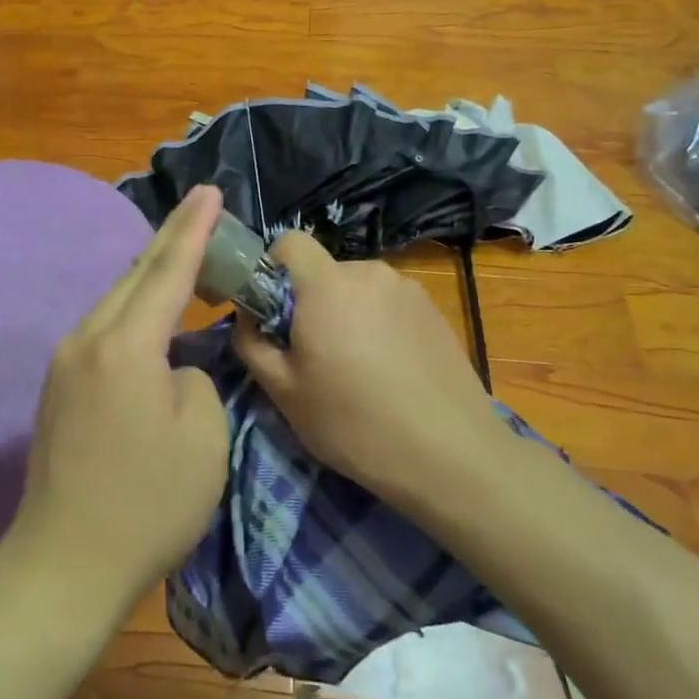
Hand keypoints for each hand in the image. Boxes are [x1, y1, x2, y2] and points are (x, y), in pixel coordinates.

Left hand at [8, 186, 229, 609]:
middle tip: (202, 211)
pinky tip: (151, 316)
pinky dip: (133, 311)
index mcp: (125, 345)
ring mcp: (66, 362)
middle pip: (134, 275)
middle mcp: (87, 339)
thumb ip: (196, 378)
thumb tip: (176, 366)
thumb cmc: (147, 502)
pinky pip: (104, 329)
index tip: (211, 191)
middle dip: (171, 241)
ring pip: (115, 301)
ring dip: (149, 277)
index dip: (194, 229)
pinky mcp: (58, 387)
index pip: (167, 270)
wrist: (65, 561)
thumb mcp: (203, 436)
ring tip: (183, 257)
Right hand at [232, 231, 507, 511]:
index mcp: (327, 285)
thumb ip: (251, 342)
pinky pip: (388, 304)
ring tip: (356, 368)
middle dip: (310, 302)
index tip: (271, 311)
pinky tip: (389, 371)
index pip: (290, 242)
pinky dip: (377, 325)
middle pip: (324, 271)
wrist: (451, 456)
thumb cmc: (354, 424)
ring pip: (357, 289)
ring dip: (346, 314)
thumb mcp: (284, 392)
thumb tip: (247, 316)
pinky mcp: (435, 311)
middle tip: (312, 354)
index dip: (271, 267)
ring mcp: (408, 290)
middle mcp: (370, 273)